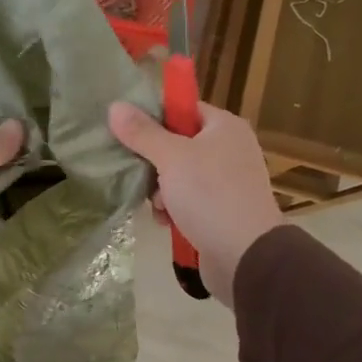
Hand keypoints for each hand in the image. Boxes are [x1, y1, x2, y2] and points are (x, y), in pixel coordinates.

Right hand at [108, 100, 282, 304]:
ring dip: (161, 190)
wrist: (245, 255)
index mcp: (224, 127)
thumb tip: (115, 106)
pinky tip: (166, 221)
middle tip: (139, 173)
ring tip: (158, 205)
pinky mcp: (222, 210)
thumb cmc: (210, 195)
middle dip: (154, 162)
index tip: (127, 131)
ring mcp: (227, 181)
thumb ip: (142, 132)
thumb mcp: (171, 158)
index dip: (154, 117)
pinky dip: (175, 208)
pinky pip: (189, 200)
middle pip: (177, 143)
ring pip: (179, 175)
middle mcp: (229, 149)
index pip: (183, 109)